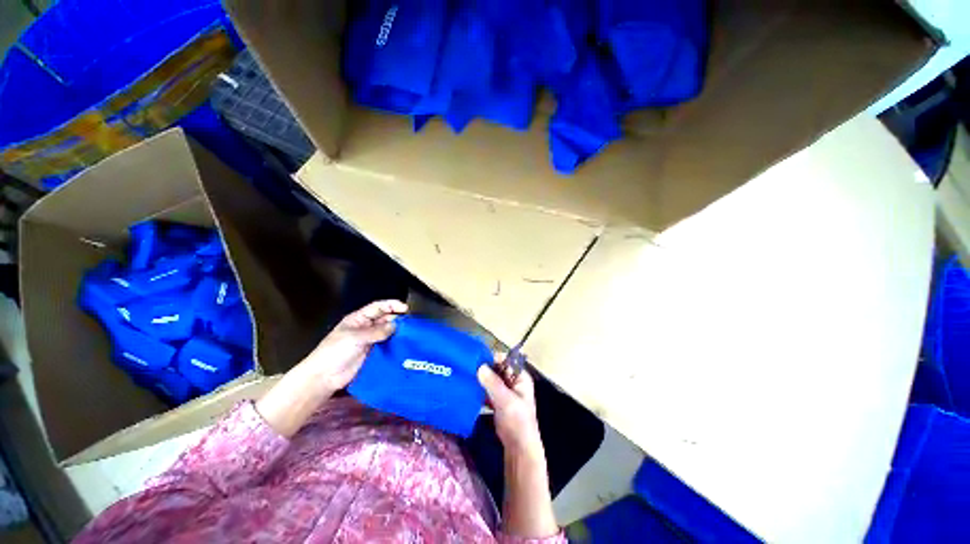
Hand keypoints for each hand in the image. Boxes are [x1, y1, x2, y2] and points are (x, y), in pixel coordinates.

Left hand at [307, 300, 407, 392]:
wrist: (324, 377)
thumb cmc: (335, 352)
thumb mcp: (355, 338)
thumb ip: (376, 331)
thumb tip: (395, 325)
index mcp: (358, 319)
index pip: (378, 307)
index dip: (391, 305)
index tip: (405, 308)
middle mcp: (365, 327)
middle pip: (384, 318)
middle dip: (397, 318)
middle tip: (411, 322)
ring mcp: (369, 340)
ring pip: (387, 331)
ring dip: (397, 331)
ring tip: (411, 333)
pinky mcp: (373, 353)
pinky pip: (386, 345)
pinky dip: (395, 343)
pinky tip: (403, 345)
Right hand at [477, 358, 543, 458]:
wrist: (518, 447)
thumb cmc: (517, 421)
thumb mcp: (506, 400)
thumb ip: (493, 383)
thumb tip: (480, 366)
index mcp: (520, 377)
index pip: (506, 360)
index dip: (493, 358)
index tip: (477, 359)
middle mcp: (513, 380)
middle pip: (497, 368)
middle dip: (485, 368)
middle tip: (468, 367)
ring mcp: (504, 390)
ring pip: (491, 378)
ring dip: (481, 378)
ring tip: (466, 375)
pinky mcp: (497, 400)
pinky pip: (487, 389)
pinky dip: (480, 388)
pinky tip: (469, 387)